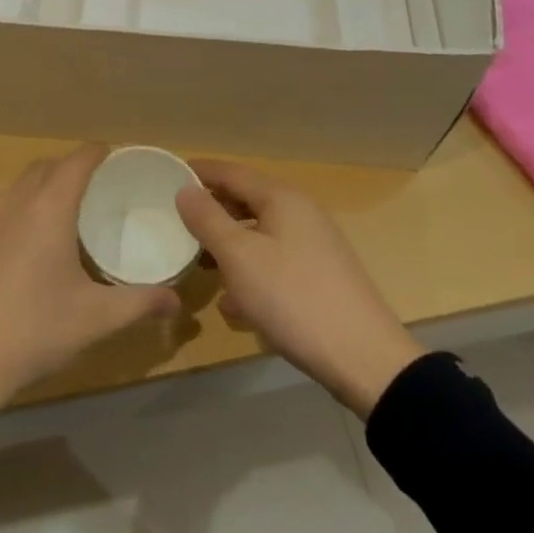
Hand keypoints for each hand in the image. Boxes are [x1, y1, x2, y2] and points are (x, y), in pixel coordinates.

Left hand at [0, 145, 180, 426]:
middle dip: (68, 171)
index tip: (112, 157)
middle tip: (89, 194)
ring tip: (53, 225)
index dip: (96, 153)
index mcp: (48, 207)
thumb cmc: (31, 331)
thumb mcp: (93, 319)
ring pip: (15, 189)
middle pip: (45, 168)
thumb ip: (139, 304)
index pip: (77, 160)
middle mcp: (12, 200)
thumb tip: (177, 302)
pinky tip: (12, 255)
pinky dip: (9, 218)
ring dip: (36, 194)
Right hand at [176, 160, 423, 418]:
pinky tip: (234, 306)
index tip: (167, 176)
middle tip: (178, 223)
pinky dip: (251, 273)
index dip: (199, 172)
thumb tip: (185, 190)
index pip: (231, 172)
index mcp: (281, 198)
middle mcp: (300, 213)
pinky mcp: (321, 278)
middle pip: (246, 201)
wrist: (366, 361)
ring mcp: (314, 246)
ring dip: (229, 246)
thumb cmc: (294, 299)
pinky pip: (275, 263)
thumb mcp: (240, 258)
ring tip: (201, 264)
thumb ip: (208, 220)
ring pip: (260, 235)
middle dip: (212, 212)